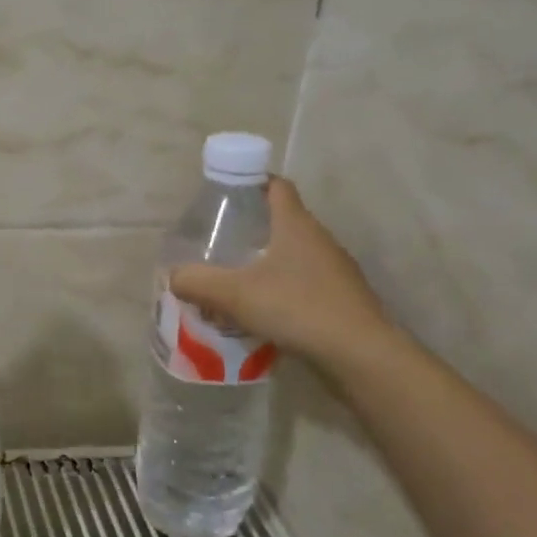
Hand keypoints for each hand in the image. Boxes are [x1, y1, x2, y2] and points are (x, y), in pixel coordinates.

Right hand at [169, 177, 393, 374]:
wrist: (361, 354)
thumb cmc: (297, 308)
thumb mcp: (235, 294)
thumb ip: (197, 282)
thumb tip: (175, 277)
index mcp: (296, 225)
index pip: (276, 186)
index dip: (252, 183)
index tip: (227, 194)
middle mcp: (319, 240)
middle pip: (283, 221)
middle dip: (252, 229)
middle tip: (220, 244)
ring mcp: (335, 270)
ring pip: (293, 256)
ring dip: (267, 264)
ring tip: (235, 282)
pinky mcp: (341, 299)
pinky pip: (304, 284)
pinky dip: (282, 290)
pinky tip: (263, 313)